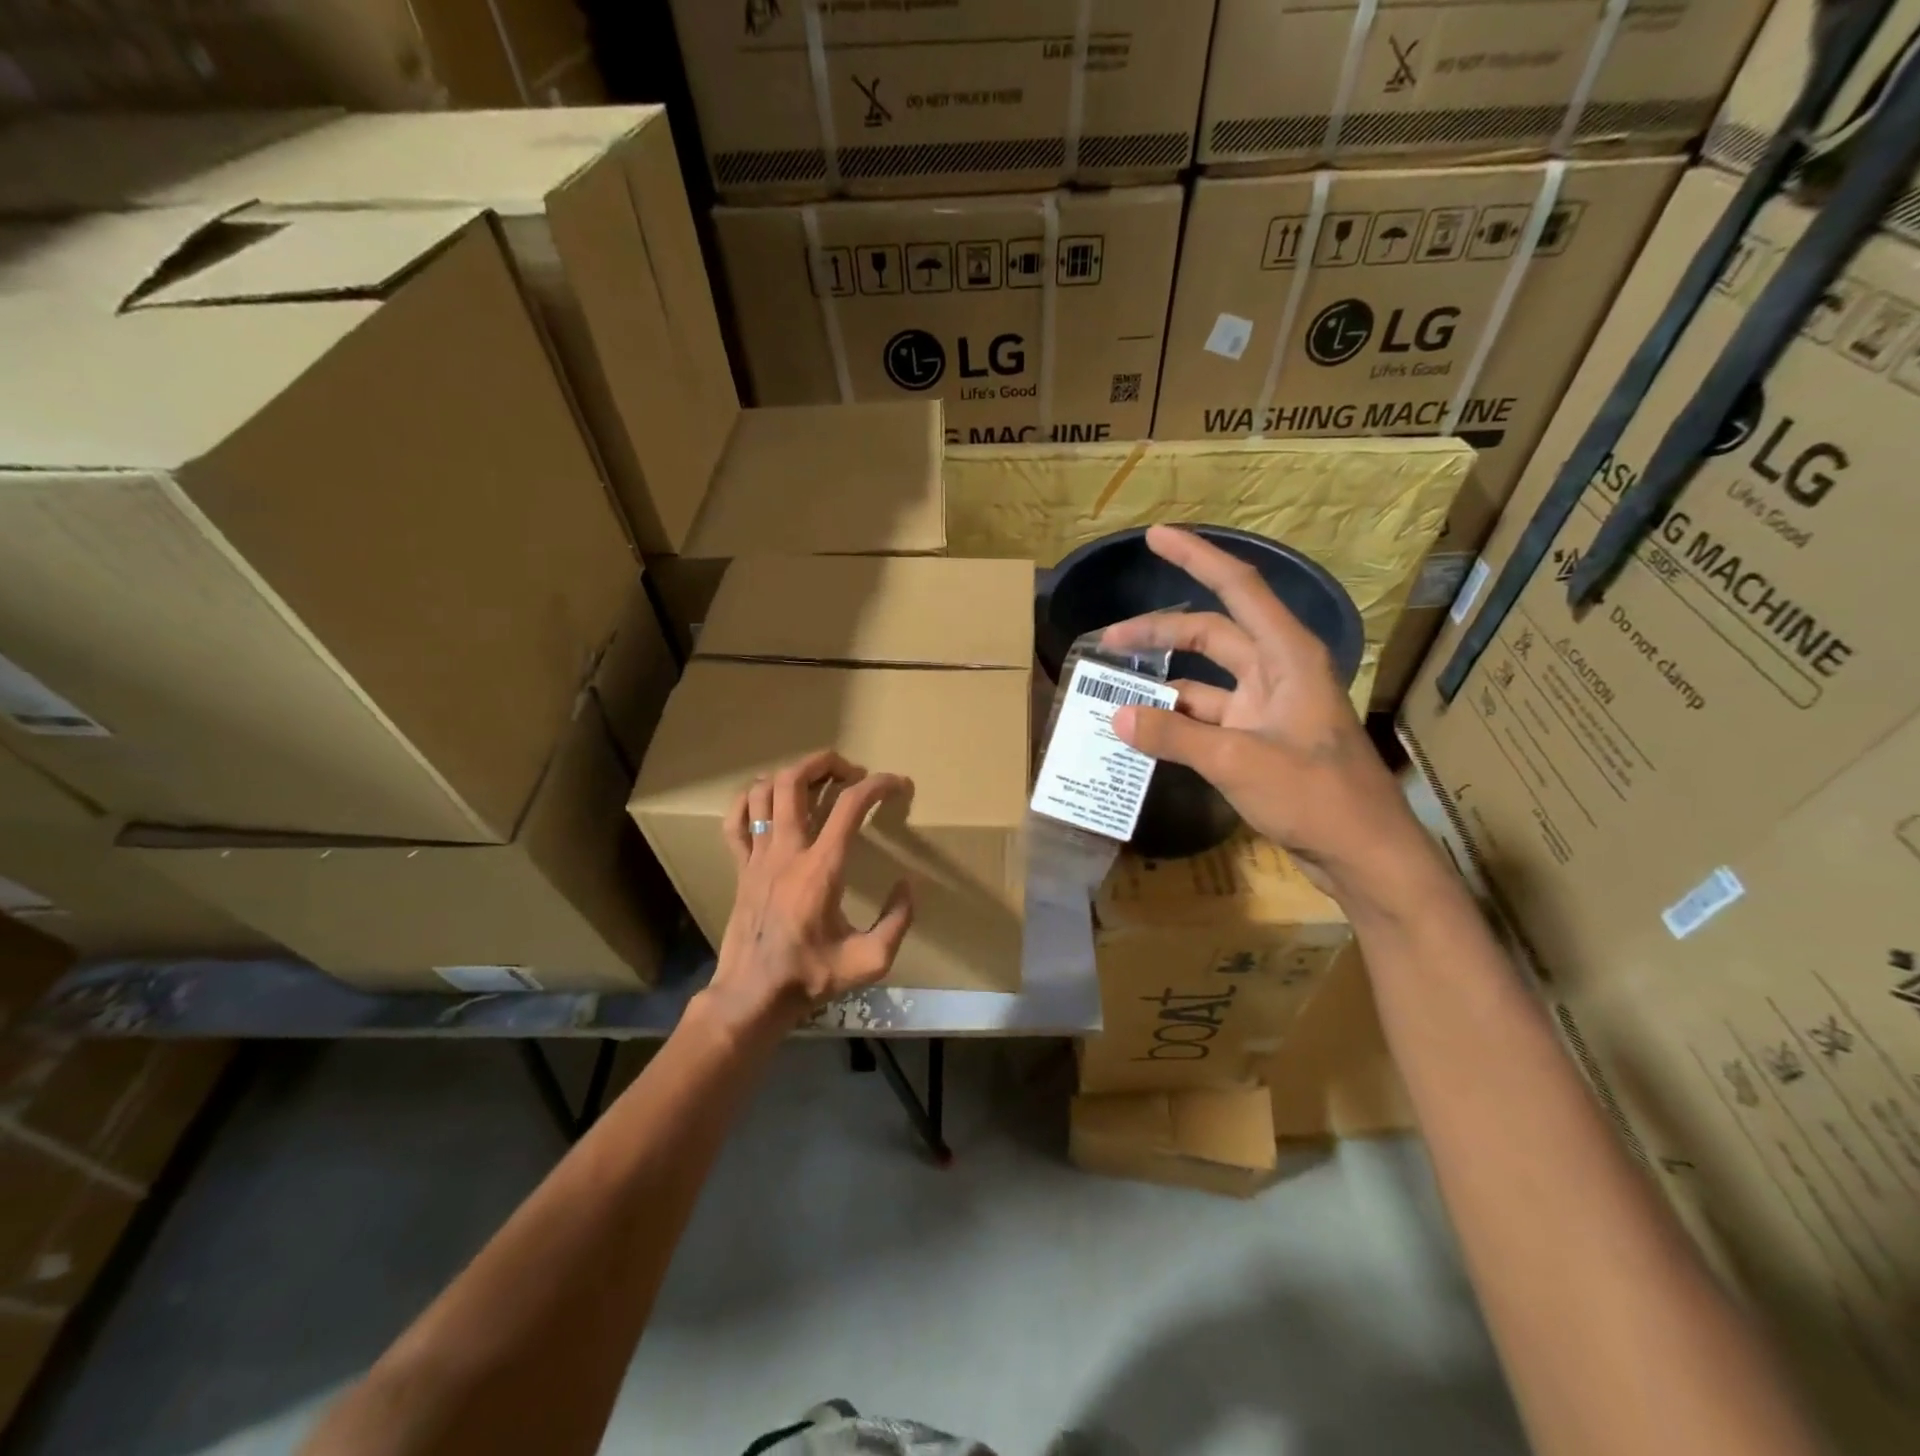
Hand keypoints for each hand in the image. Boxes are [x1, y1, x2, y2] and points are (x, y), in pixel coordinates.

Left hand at [711, 750, 914, 1028]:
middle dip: (826, 763)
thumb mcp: (870, 961)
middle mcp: (786, 851)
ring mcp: (757, 856)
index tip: (898, 784)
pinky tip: (768, 802)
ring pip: (762, 791)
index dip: (878, 785)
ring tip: (816, 783)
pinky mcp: (740, 867)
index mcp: (821, 868)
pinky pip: (735, 820)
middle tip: (850, 773)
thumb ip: (898, 921)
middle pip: (795, 780)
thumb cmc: (811, 977)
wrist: (753, 997)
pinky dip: (750, 800)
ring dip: (791, 776)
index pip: (850, 806)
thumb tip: (907, 886)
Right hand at [1102, 526, 1437, 915]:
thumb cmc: (1315, 797)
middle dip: (1159, 631)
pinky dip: (1175, 719)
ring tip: (1114, 688)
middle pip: (1211, 633)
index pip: (1238, 589)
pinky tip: (1143, 729)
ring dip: (1162, 679)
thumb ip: (1175, 737)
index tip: (1156, 536)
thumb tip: (1118, 718)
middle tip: (1108, 641)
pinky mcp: (1258, 739)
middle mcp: (1276, 672)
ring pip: (1205, 676)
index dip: (1197, 557)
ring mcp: (1267, 707)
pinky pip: (1207, 716)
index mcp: (1287, 657)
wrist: (1363, 854)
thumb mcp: (1237, 762)